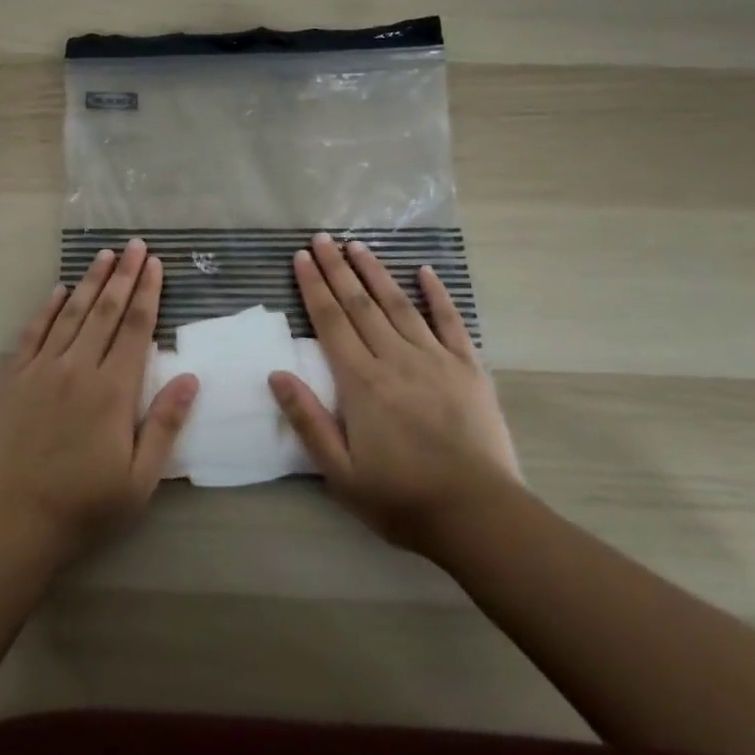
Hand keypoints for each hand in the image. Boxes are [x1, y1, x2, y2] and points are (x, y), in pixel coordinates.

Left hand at [0, 239, 197, 558]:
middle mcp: (79, 368)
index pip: (136, 328)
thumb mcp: (140, 478)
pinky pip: (34, 332)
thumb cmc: (87, 504)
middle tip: (135, 244)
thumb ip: (165, 424)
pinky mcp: (15, 378)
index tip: (155, 264)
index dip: (148, 292)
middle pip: (106, 310)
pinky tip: (59, 289)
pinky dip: (48, 308)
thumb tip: (190, 377)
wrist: (17, 520)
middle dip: (124, 274)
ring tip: (105, 255)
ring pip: (72, 314)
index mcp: (114, 390)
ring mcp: (43, 369)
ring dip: (90, 281)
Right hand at [269, 233, 521, 556]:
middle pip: (359, 304)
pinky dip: (436, 294)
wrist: (479, 515)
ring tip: (357, 245)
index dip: (313, 287)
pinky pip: (449, 321)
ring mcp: (434, 359)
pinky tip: (425, 271)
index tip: (301, 258)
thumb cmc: (402, 498)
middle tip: (321, 238)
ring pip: (398, 304)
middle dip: (337, 268)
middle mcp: (394, 358)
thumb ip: (308, 420)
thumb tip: (276, 373)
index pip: (330, 322)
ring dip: (375, 272)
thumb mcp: (341, 473)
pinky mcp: (468, 367)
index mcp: (361, 382)